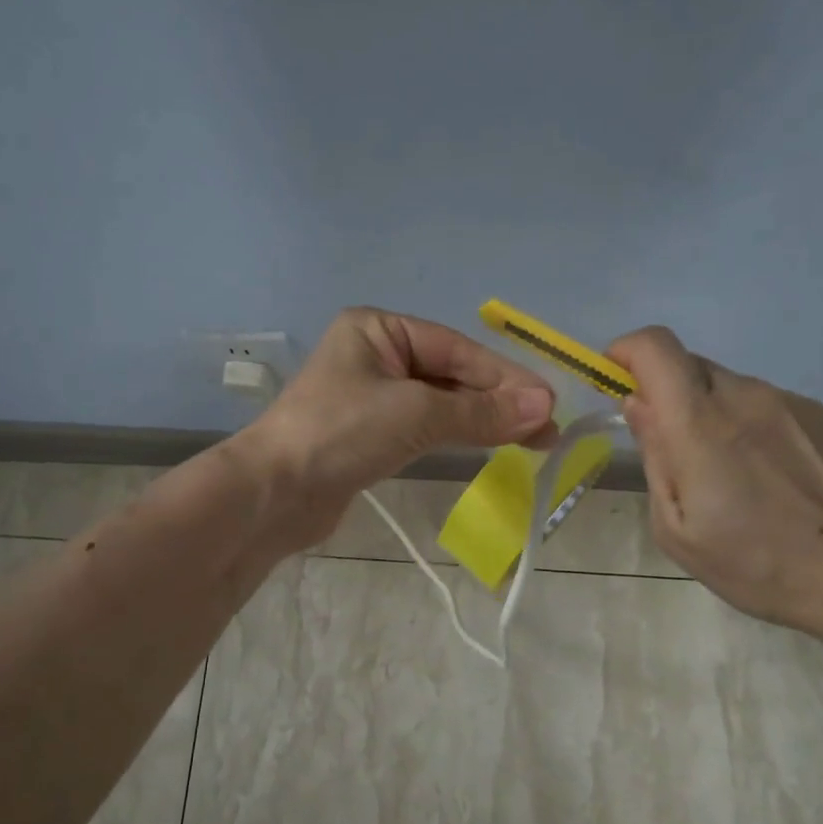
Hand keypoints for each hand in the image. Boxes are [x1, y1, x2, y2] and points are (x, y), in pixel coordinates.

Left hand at [241, 307, 555, 540]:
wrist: (273, 494)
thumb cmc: (340, 434)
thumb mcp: (416, 415)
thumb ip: (481, 411)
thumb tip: (545, 406)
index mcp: (378, 329)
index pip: (457, 350)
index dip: (506, 378)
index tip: (549, 404)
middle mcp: (375, 355)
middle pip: (451, 374)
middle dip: (498, 401)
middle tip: (546, 430)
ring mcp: (371, 396)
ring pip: (440, 402)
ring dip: (482, 420)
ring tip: (530, 440)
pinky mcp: (369, 434)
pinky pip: (424, 427)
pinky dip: (455, 434)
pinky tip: (487, 443)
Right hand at [607, 326, 822, 636]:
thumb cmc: (752, 563)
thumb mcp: (676, 527)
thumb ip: (654, 455)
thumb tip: (637, 403)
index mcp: (701, 424)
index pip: (656, 347)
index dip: (627, 351)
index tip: (615, 380)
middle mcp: (745, 396)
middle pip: (689, 364)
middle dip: (664, 391)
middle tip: (669, 445)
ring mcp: (788, 401)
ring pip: (727, 385)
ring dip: (708, 410)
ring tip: (725, 471)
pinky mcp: (819, 414)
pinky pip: (764, 403)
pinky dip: (746, 423)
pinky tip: (765, 474)